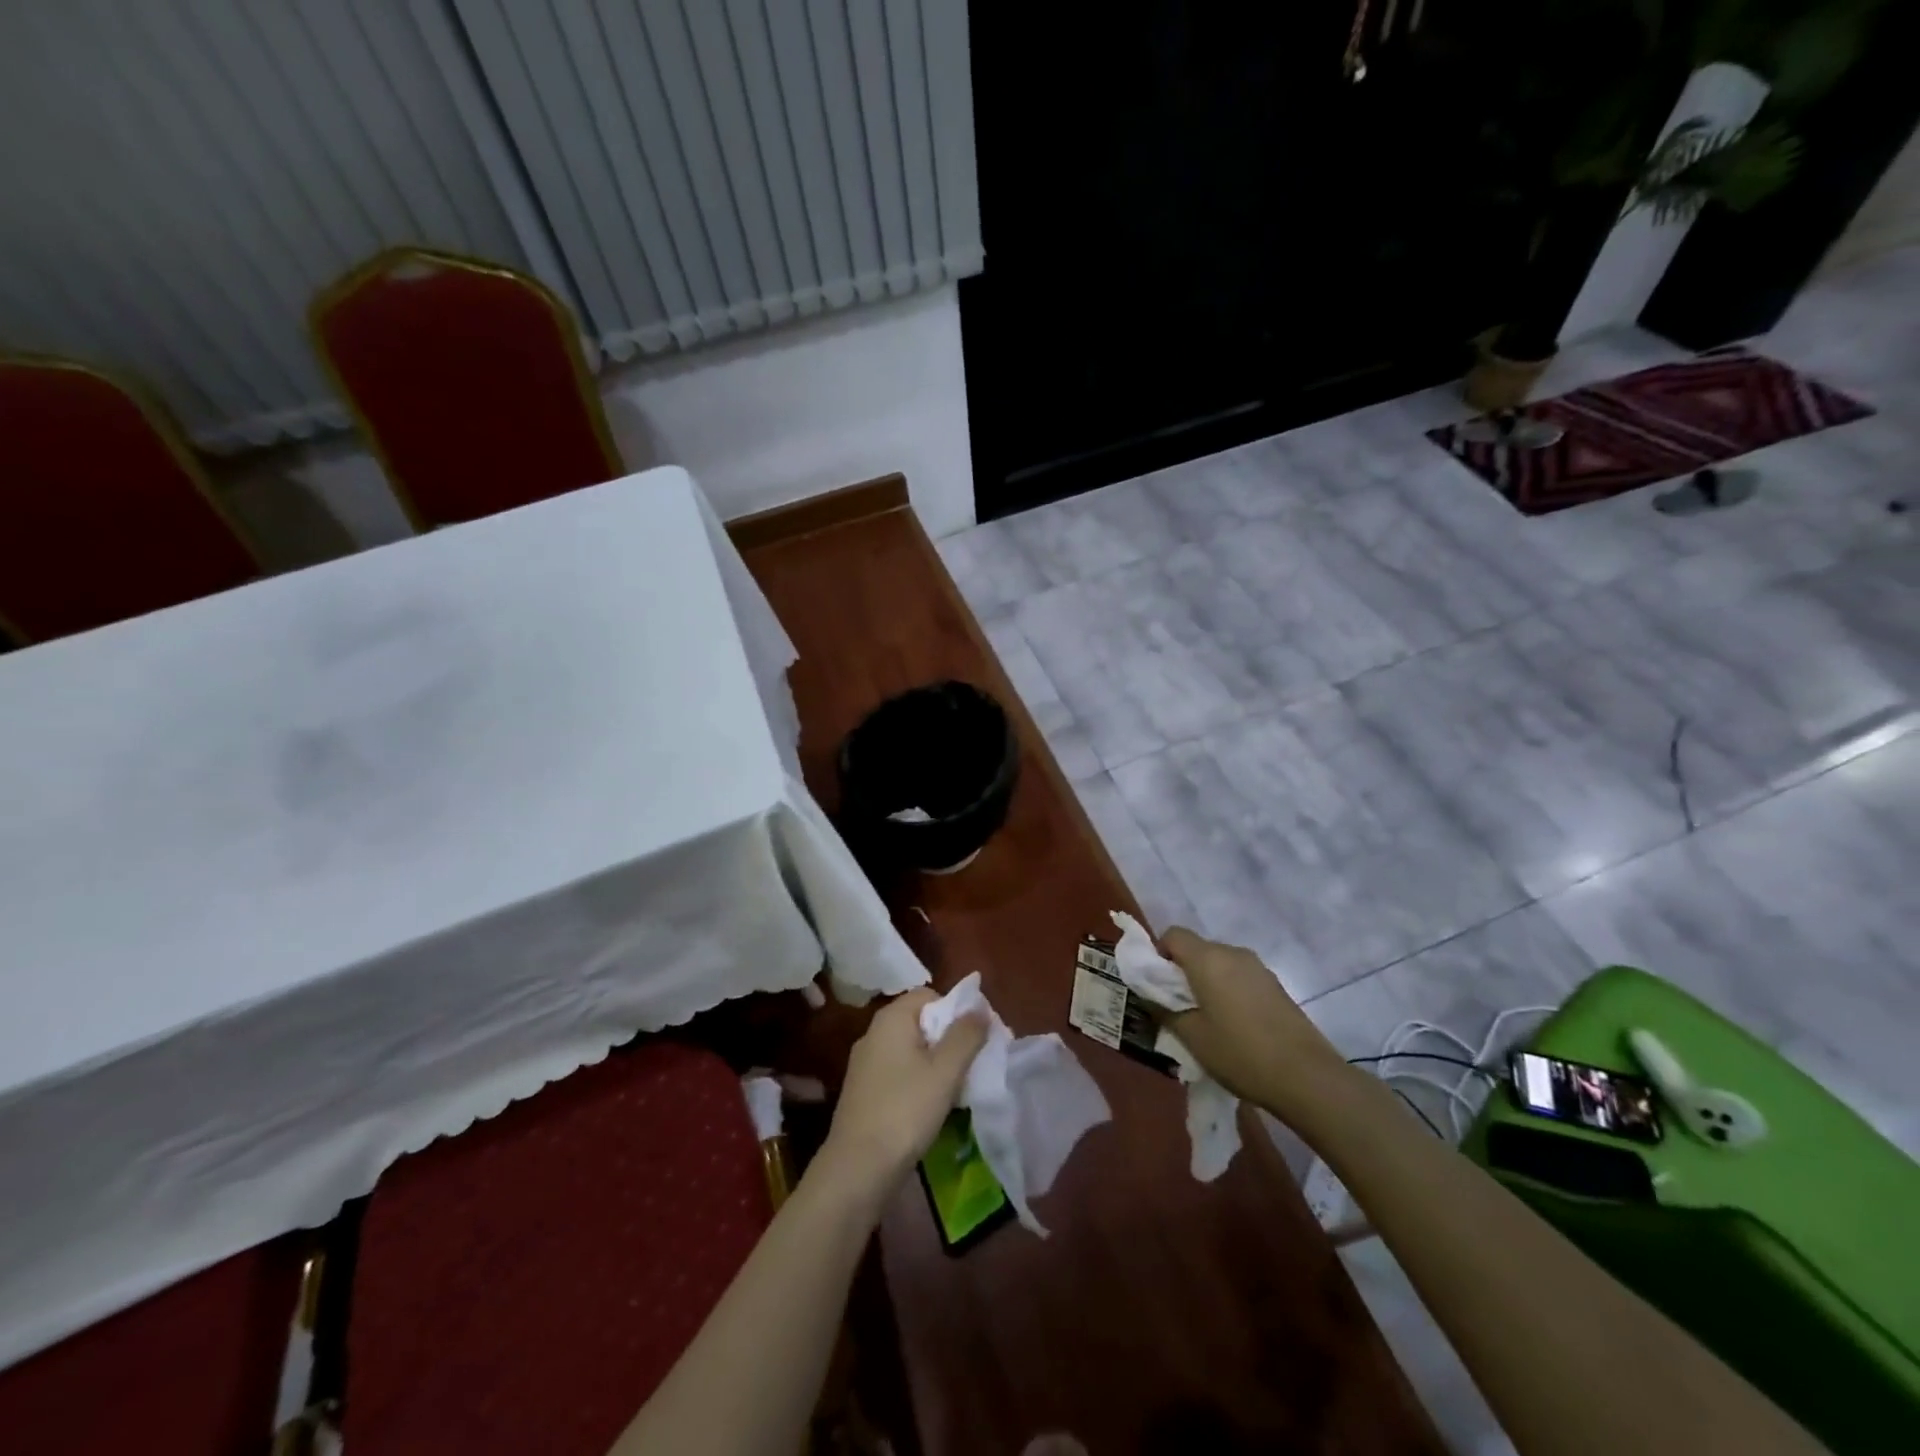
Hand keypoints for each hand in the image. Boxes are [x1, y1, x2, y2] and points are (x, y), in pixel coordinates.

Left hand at [819, 988, 987, 1201]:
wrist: (858, 1168)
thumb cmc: (905, 1111)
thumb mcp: (945, 1071)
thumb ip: (965, 1035)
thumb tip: (980, 1008)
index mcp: (891, 1018)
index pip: (929, 994)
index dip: (956, 1010)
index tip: (976, 1038)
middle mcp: (874, 1033)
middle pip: (920, 1021)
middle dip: (948, 1038)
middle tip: (971, 1063)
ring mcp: (865, 1063)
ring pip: (910, 1049)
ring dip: (935, 1062)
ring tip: (955, 1087)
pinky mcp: (864, 1090)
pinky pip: (898, 1071)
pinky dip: (917, 1079)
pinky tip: (930, 1105)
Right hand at [1159, 927, 1349, 1116]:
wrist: (1307, 1077)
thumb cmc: (1240, 1053)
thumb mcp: (1191, 1036)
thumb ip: (1164, 1010)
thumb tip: (1150, 995)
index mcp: (1207, 958)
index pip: (1172, 935)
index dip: (1159, 954)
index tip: (1158, 986)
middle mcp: (1233, 953)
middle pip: (1197, 948)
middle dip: (1182, 971)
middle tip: (1178, 1007)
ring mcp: (1258, 968)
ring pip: (1219, 963)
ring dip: (1207, 981)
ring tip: (1207, 1019)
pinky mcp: (1275, 985)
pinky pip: (1239, 976)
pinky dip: (1228, 990)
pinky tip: (1235, 1025)